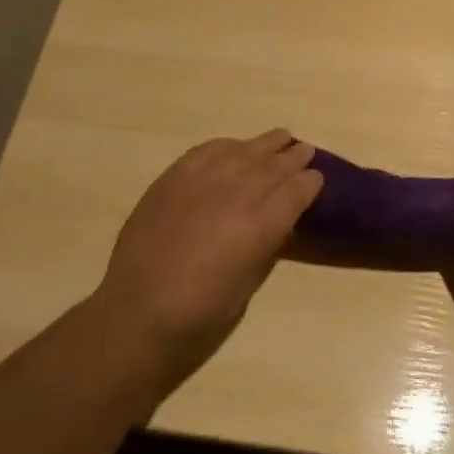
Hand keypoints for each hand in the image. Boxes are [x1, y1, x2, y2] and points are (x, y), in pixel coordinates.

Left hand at [93, 130, 321, 391]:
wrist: (136, 314)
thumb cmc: (199, 316)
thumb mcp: (248, 286)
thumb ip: (266, 245)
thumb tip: (279, 221)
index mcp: (259, 226)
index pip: (295, 192)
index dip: (310, 183)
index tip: (317, 178)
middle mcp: (235, 195)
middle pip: (272, 166)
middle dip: (292, 158)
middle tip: (305, 151)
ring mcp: (202, 181)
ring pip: (243, 151)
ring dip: (265, 144)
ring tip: (281, 137)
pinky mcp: (174, 177)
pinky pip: (208, 151)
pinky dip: (227, 146)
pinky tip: (235, 147)